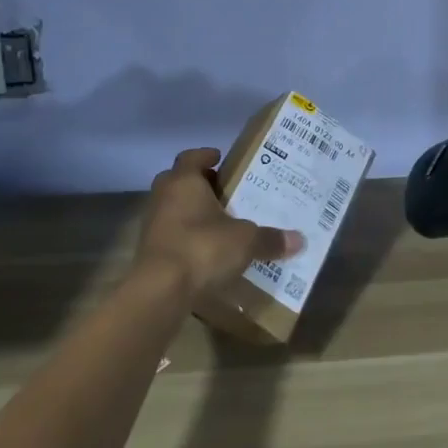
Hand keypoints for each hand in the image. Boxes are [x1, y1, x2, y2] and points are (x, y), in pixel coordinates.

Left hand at [135, 148, 300, 298]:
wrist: (160, 291)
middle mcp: (164, 197)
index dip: (206, 156)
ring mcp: (152, 225)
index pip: (191, 157)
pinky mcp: (149, 252)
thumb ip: (270, 239)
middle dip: (200, 184)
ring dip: (191, 211)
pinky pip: (170, 234)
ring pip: (172, 208)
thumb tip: (299, 240)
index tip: (221, 158)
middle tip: (224, 190)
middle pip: (179, 181)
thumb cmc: (202, 247)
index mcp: (184, 182)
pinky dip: (185, 237)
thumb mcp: (245, 241)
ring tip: (220, 221)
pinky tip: (205, 249)